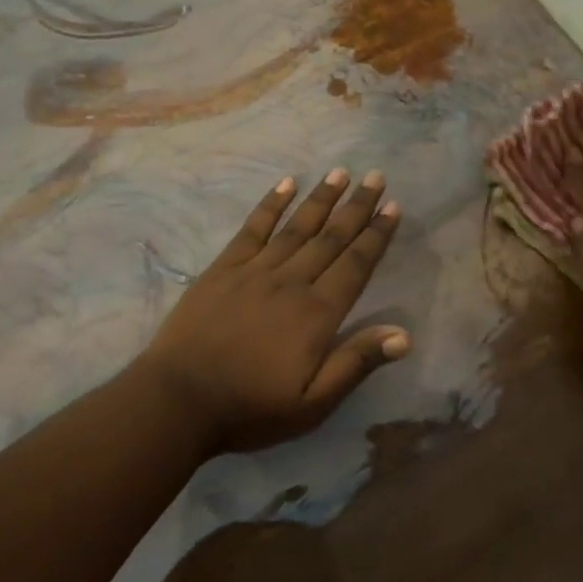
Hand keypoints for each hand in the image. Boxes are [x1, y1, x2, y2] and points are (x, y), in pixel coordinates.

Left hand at [138, 169, 408, 454]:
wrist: (179, 400)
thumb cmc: (250, 408)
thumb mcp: (312, 404)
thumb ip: (355, 363)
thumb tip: (403, 334)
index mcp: (317, 314)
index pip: (356, 265)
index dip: (376, 235)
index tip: (392, 207)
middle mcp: (291, 282)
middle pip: (331, 238)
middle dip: (356, 207)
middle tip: (376, 177)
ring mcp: (255, 270)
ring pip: (297, 227)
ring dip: (321, 199)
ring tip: (341, 173)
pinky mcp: (224, 268)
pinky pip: (253, 228)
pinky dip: (271, 204)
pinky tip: (285, 184)